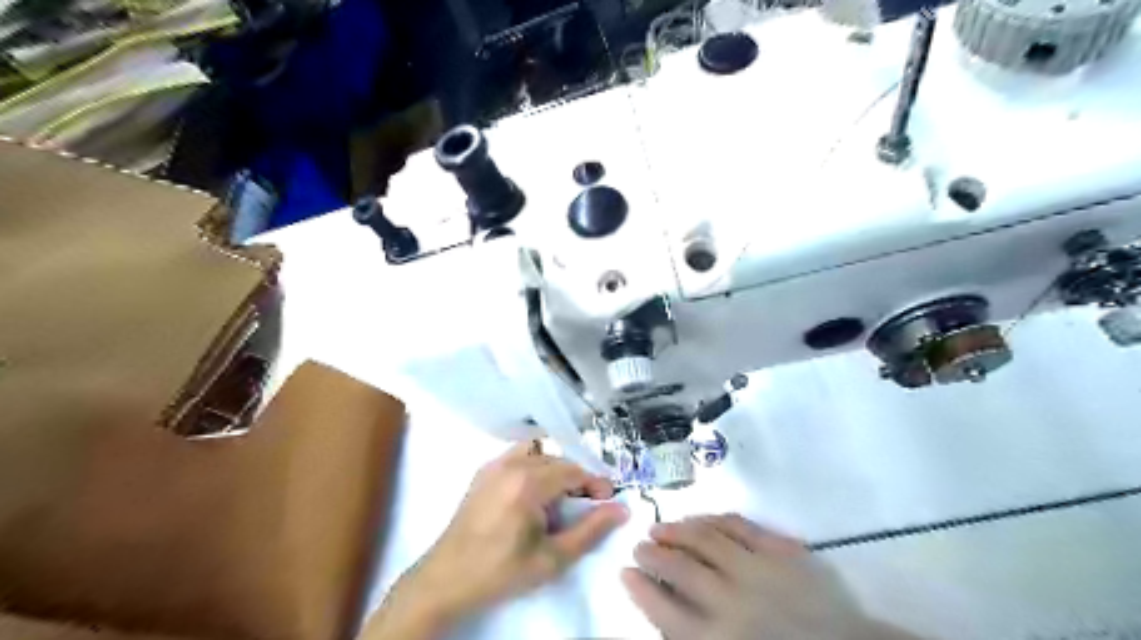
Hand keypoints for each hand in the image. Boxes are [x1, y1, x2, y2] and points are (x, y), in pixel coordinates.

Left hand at [365, 443, 627, 637]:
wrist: (447, 579)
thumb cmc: (501, 572)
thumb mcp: (552, 559)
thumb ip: (590, 531)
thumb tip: (621, 509)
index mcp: (529, 483)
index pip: (574, 470)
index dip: (595, 483)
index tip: (607, 502)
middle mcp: (511, 465)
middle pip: (558, 460)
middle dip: (577, 478)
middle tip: (586, 505)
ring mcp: (494, 465)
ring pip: (539, 453)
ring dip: (555, 469)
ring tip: (559, 498)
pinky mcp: (483, 472)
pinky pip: (517, 455)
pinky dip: (533, 465)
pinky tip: (533, 492)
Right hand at [621, 514, 920, 639]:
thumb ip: (694, 635)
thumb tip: (665, 607)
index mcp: (717, 639)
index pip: (664, 609)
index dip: (640, 588)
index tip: (625, 571)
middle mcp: (731, 601)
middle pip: (680, 568)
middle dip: (654, 554)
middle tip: (640, 545)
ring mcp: (758, 570)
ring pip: (706, 540)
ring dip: (679, 530)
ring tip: (662, 526)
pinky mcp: (782, 551)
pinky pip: (740, 525)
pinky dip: (716, 519)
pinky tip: (702, 518)